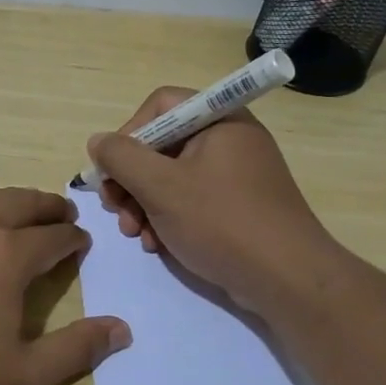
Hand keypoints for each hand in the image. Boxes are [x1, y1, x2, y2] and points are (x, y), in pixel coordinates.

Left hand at [0, 188, 130, 384]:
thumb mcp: (23, 376)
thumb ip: (76, 350)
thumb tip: (122, 329)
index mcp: (7, 255)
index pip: (52, 236)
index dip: (72, 238)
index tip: (82, 241)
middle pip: (19, 203)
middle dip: (46, 206)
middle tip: (62, 212)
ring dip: (11, 202)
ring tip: (23, 213)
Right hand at [86, 88, 346, 314]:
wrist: (287, 280)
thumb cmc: (222, 222)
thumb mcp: (161, 187)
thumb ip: (122, 158)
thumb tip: (98, 141)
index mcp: (219, 120)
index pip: (161, 105)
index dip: (129, 133)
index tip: (114, 169)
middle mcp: (229, 139)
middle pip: (162, 144)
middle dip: (131, 179)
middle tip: (115, 208)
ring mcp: (235, 174)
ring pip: (171, 176)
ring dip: (144, 204)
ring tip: (135, 233)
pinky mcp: (237, 206)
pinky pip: (190, 200)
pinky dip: (167, 218)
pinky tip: (157, 244)